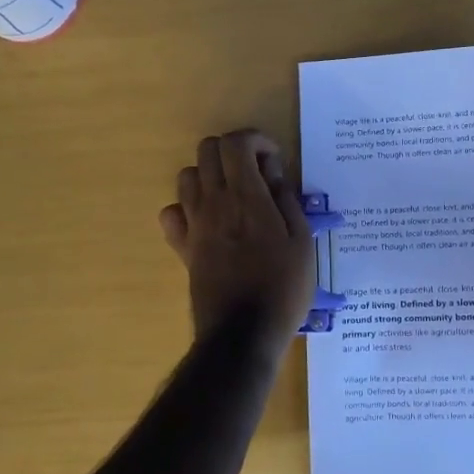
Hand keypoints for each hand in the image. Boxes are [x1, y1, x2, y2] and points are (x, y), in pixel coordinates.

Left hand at [159, 131, 315, 343]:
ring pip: (187, 176)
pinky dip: (186, 208)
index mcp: (246, 197)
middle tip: (256, 174)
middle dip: (233, 151)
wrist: (243, 333)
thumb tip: (272, 171)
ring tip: (234, 196)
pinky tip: (208, 221)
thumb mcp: (302, 241)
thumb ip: (286, 199)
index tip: (273, 160)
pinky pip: (172, 213)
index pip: (236, 143)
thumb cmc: (282, 287)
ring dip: (210, 175)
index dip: (255, 140)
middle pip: (207, 150)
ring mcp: (193, 224)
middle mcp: (214, 202)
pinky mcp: (183, 247)